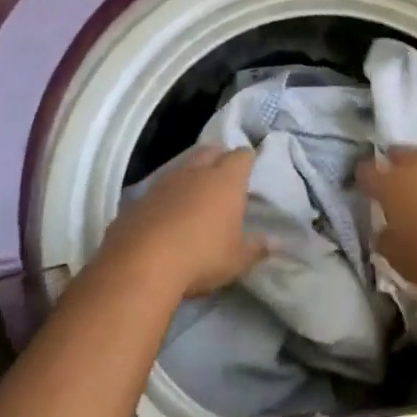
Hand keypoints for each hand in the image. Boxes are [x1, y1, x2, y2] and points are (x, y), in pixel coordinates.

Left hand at [99, 146, 265, 297]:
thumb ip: (257, 248)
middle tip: (223, 173)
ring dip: (190, 174)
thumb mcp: (236, 260)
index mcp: (225, 180)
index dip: (246, 160)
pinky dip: (166, 195)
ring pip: (182, 166)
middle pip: (211, 151)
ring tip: (195, 192)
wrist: (141, 264)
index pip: (242, 156)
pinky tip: (166, 214)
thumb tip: (276, 242)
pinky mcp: (139, 198)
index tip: (249, 169)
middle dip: (218, 157)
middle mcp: (196, 171)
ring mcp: (165, 182)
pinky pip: (159, 188)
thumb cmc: (201, 257)